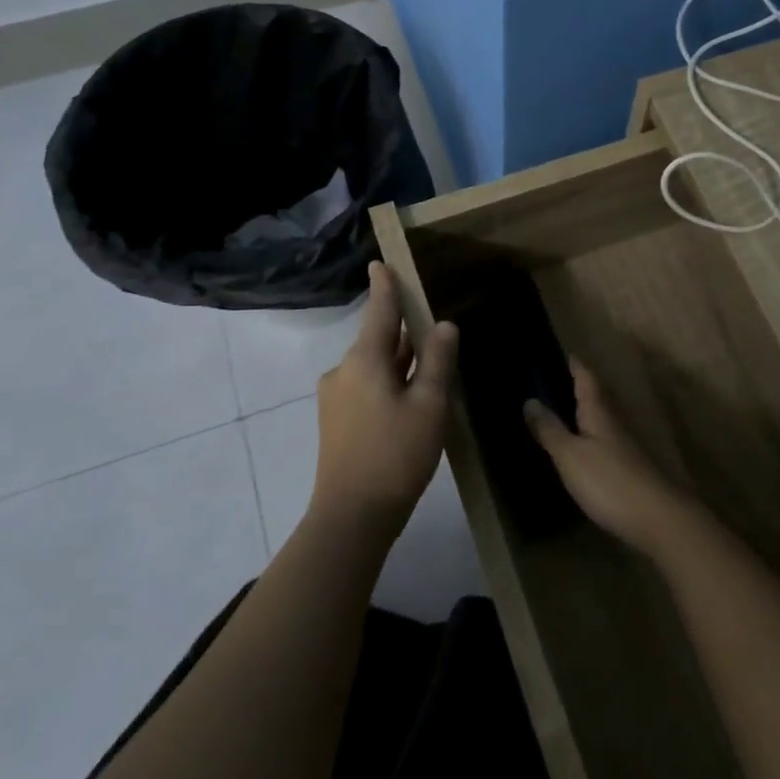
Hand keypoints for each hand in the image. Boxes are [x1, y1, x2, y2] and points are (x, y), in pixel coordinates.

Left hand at [314, 263, 458, 536]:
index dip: (385, 286)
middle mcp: (344, 370)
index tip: (381, 262)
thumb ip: (436, 360)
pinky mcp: (336, 420)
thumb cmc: (396, 454)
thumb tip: (444, 325)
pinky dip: (389, 383)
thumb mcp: (429, 404)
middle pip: (378, 339)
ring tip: (430, 365)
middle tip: (433, 327)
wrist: (352, 515)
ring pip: (374, 366)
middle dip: (404, 331)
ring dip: (399, 362)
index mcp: (364, 360)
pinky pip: (367, 386)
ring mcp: (336, 396)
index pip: (380, 311)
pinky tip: (410, 400)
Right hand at [523, 361, 695, 556]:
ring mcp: (626, 446)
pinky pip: (606, 442)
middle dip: (579, 387)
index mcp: (599, 412)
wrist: (657, 519)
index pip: (586, 379)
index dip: (575, 366)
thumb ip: (550, 429)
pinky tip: (582, 449)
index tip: (564, 354)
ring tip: (563, 412)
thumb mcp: (570, 455)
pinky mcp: (630, 469)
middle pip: (597, 397)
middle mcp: (615, 422)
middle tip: (556, 381)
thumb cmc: (608, 481)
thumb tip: (530, 400)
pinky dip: (591, 437)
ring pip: (602, 419)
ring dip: (585, 412)